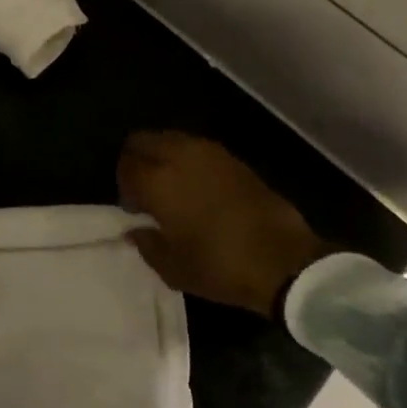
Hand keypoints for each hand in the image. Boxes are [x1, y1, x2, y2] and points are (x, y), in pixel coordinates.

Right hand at [118, 132, 327, 317]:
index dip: (124, 186)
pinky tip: (198, 189)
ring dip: (163, 157)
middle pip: (143, 141)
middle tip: (146, 192)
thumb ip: (146, 244)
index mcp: (157, 180)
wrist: (282, 258)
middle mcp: (179, 155)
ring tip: (173, 189)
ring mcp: (208, 152)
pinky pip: (195, 148)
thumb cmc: (219, 266)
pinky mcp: (232, 157)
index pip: (126, 166)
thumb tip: (135, 229)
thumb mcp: (172, 268)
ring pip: (170, 139)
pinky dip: (187, 160)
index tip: (134, 210)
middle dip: (138, 161)